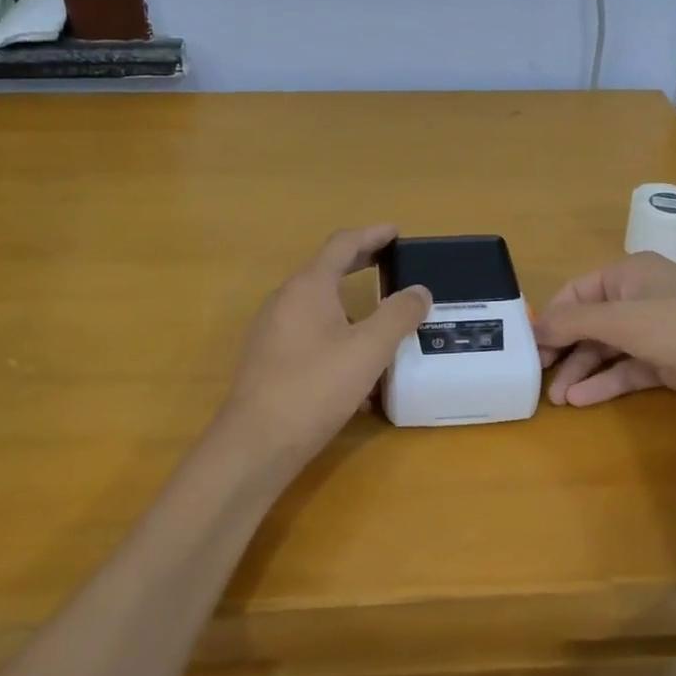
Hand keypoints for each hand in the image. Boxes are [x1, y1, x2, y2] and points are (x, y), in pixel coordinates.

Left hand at [218, 225, 430, 459]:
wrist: (256, 444)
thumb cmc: (315, 387)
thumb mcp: (369, 350)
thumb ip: (398, 315)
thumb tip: (419, 290)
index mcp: (308, 286)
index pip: (342, 244)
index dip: (372, 234)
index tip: (396, 232)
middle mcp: (285, 300)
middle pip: (326, 269)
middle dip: (360, 263)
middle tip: (391, 262)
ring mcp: (272, 330)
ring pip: (317, 304)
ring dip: (349, 302)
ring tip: (379, 317)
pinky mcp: (268, 359)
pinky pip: (308, 332)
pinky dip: (335, 332)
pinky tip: (355, 366)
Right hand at [534, 253, 675, 418]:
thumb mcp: (619, 318)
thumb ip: (572, 322)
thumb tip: (534, 328)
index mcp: (628, 274)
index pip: (576, 292)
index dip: (552, 317)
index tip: (530, 345)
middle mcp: (639, 299)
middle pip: (589, 323)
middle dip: (564, 349)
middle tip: (539, 374)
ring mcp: (655, 332)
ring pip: (607, 350)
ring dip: (581, 370)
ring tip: (557, 398)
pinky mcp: (667, 363)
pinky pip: (626, 371)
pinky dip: (604, 383)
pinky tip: (581, 399)